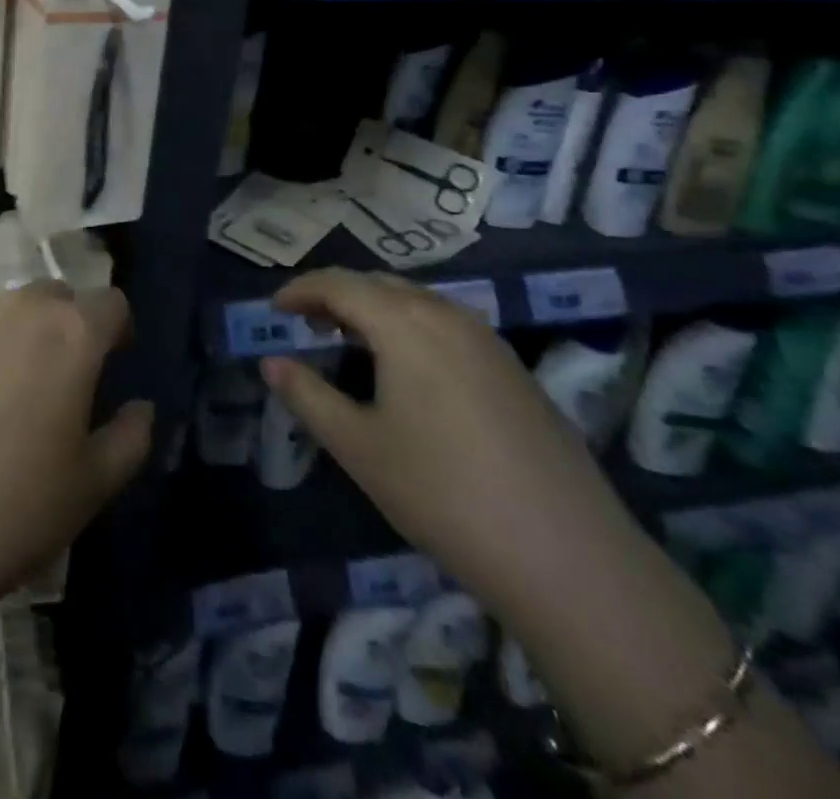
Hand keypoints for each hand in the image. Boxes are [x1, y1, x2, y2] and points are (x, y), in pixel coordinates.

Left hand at [0, 283, 152, 714]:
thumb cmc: (10, 511)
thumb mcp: (92, 488)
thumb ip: (130, 437)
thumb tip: (140, 407)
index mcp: (70, 332)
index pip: (111, 303)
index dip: (119, 330)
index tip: (114, 364)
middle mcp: (18, 309)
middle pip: (58, 297)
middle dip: (69, 326)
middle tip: (64, 381)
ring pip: (9, 311)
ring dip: (23, 336)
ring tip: (11, 396)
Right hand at [262, 269, 646, 619]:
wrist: (568, 555)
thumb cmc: (442, 493)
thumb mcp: (359, 447)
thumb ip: (308, 396)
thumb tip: (271, 363)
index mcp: (404, 323)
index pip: (339, 284)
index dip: (300, 290)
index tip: (274, 309)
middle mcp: (446, 314)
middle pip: (378, 284)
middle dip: (335, 295)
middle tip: (305, 324)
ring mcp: (487, 339)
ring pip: (416, 300)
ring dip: (374, 309)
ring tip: (349, 342)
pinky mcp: (513, 367)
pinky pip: (445, 323)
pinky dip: (409, 326)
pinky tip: (406, 368)